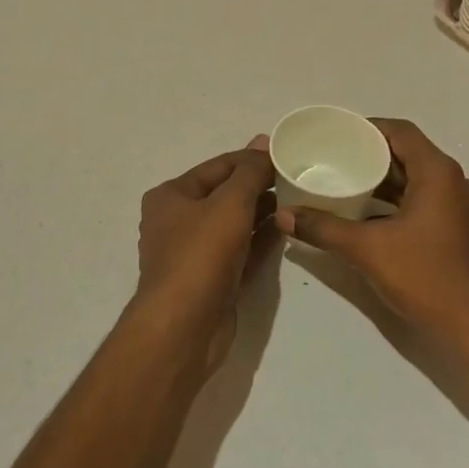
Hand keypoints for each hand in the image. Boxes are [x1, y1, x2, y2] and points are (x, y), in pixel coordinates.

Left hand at [135, 137, 278, 370]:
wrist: (185, 326)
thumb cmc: (201, 253)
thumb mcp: (230, 203)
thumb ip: (250, 172)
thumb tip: (262, 141)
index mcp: (171, 196)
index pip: (218, 166)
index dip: (250, 158)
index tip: (284, 153)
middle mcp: (178, 221)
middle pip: (224, 194)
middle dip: (257, 185)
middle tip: (297, 177)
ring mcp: (194, 253)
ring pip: (233, 224)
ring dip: (261, 212)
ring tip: (297, 200)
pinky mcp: (212, 280)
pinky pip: (240, 250)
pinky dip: (260, 239)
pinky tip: (286, 229)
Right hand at [274, 119, 468, 358]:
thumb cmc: (425, 276)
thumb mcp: (367, 249)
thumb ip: (323, 228)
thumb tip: (284, 215)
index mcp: (437, 173)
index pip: (400, 131)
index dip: (368, 128)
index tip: (337, 135)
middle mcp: (452, 181)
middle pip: (407, 153)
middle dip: (371, 154)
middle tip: (333, 158)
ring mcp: (457, 206)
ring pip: (414, 178)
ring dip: (382, 179)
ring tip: (343, 182)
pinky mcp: (456, 228)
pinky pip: (421, 199)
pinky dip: (394, 200)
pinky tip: (365, 213)